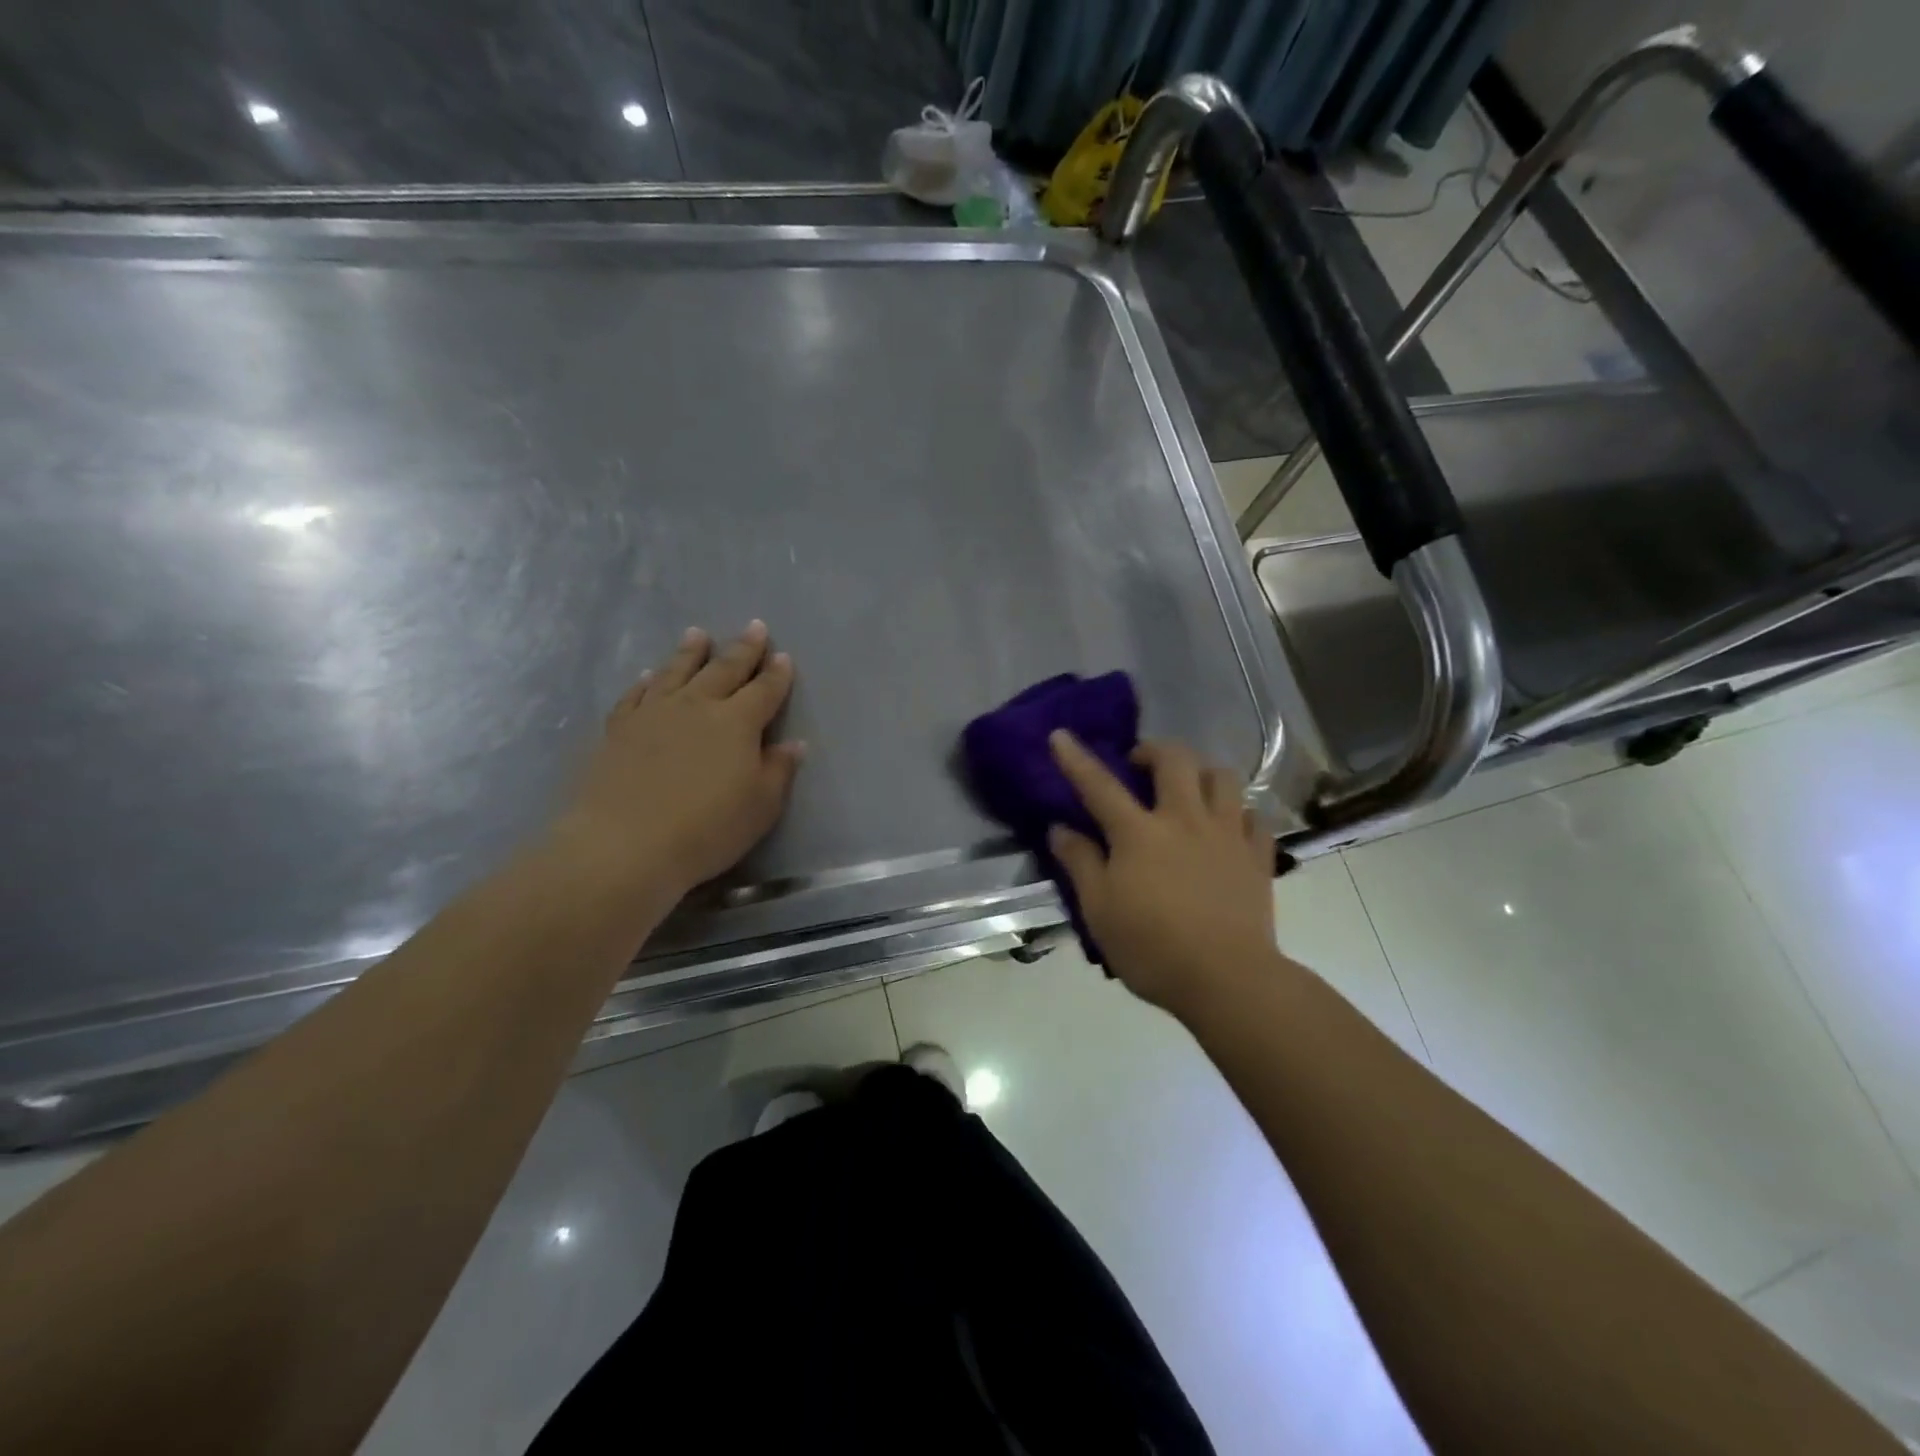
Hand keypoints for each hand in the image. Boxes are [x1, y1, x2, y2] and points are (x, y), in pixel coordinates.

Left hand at [554, 622, 803, 902]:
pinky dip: (647, 682)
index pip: (764, 691)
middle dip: (743, 649)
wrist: (625, 845)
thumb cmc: (707, 829)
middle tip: (754, 627)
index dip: (776, 674)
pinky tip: (649, 676)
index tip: (783, 656)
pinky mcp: (619, 728)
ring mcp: (654, 713)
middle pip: (724, 669)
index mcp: (737, 722)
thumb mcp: (761, 806)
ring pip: (677, 672)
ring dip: (691, 652)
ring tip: (698, 634)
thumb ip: (778, 770)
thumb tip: (793, 743)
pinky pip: (636, 695)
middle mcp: (697, 706)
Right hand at [1048, 731, 1282, 1016]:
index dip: (1076, 758)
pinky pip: (1253, 816)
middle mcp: (1184, 820)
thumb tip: (1060, 828)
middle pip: (1174, 760)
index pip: (1099, 785)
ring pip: (1222, 776)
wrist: (1227, 980)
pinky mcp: (1257, 855)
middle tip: (1140, 765)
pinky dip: (1238, 812)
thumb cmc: (1152, 948)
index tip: (1061, 735)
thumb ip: (1080, 863)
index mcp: (1139, 833)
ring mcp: (1226, 834)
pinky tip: (1227, 826)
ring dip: (1201, 772)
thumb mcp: (1099, 911)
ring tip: (1188, 789)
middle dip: (1153, 750)